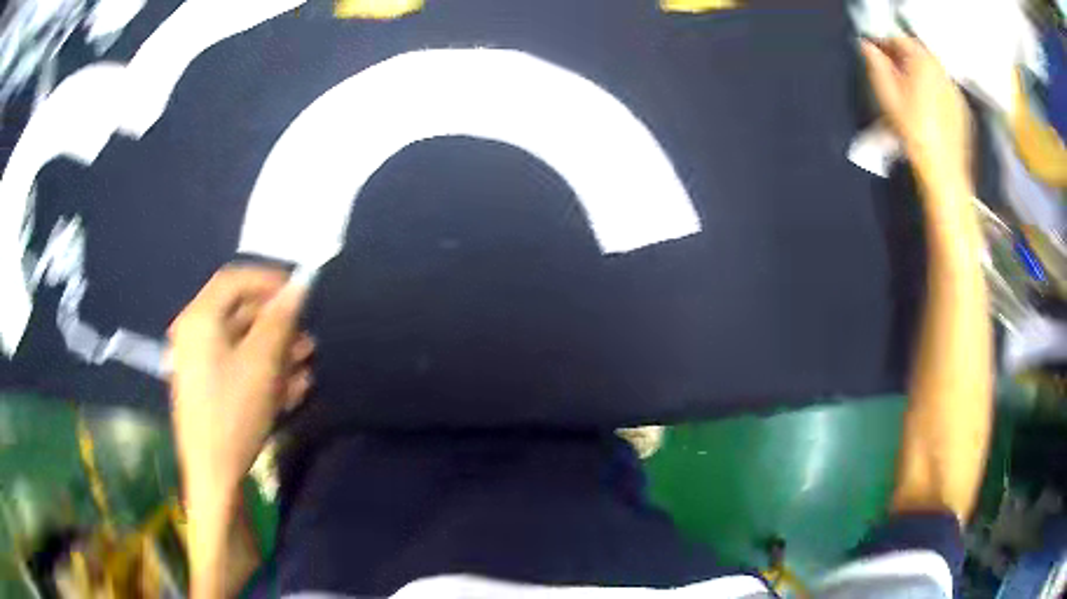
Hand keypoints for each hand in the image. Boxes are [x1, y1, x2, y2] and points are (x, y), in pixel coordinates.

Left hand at [168, 266, 313, 507]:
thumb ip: (280, 320)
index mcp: (200, 319)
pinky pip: (236, 367)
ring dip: (275, 349)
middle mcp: (195, 334)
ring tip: (306, 363)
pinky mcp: (208, 387)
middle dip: (276, 322)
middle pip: (239, 312)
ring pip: (241, 343)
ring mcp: (199, 363)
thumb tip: (299, 286)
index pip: (234, 279)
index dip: (269, 280)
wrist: (214, 475)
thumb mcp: (262, 363)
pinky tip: (291, 388)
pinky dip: (263, 371)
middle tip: (307, 336)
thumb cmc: (234, 412)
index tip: (300, 293)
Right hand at [861, 37, 971, 187]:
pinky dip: (934, 89)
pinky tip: (928, 107)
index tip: (874, 53)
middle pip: (918, 53)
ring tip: (910, 90)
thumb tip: (867, 46)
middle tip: (891, 71)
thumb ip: (876, 65)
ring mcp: (954, 89)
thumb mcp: (887, 96)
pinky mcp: (963, 108)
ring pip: (932, 70)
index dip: (884, 44)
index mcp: (922, 61)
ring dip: (920, 73)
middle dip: (903, 57)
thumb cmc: (914, 132)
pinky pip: (944, 88)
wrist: (945, 172)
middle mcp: (941, 69)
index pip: (899, 39)